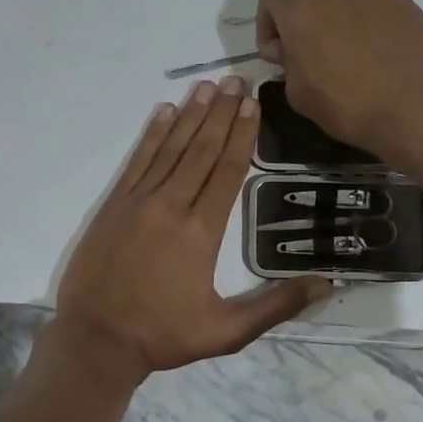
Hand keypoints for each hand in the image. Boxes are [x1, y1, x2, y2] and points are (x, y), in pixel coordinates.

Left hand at [54, 78, 330, 382]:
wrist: (96, 341)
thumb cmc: (163, 336)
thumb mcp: (227, 331)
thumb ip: (276, 306)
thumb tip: (326, 285)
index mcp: (201, 232)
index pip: (227, 172)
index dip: (242, 136)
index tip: (253, 105)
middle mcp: (170, 206)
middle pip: (201, 150)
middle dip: (221, 114)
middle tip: (235, 80)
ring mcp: (137, 202)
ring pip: (170, 149)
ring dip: (190, 116)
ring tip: (207, 87)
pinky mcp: (113, 205)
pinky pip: (137, 161)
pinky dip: (151, 135)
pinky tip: (163, 112)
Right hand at [257, 0, 422, 162]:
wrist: (411, 109)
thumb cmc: (347, 107)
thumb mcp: (299, 95)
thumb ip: (288, 64)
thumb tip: (288, 49)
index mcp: (300, 13)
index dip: (267, 17)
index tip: (278, 48)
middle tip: (304, 26)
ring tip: (336, 16)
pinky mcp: (400, 2)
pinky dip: (366, 7)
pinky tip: (374, 39)